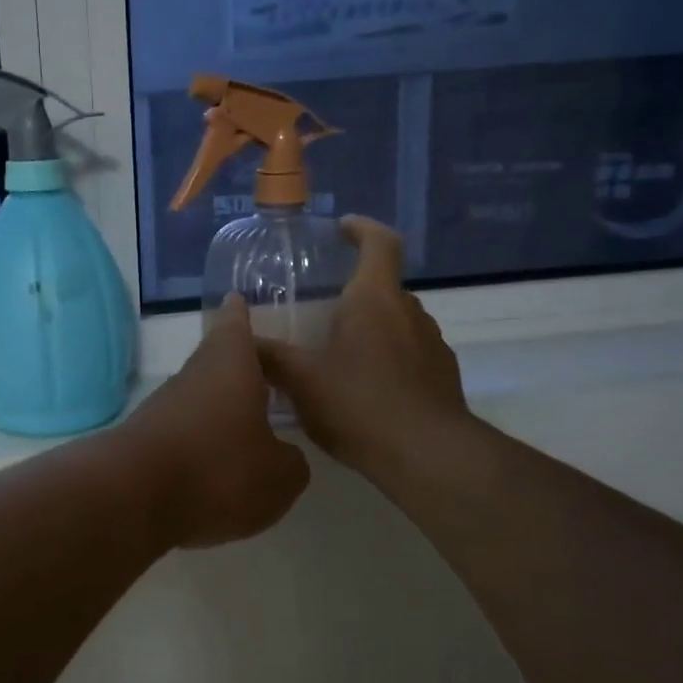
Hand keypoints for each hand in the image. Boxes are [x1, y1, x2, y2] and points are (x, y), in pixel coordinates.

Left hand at [122, 294, 311, 548]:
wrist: (130, 498)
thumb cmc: (218, 469)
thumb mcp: (278, 475)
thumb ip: (289, 462)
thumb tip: (282, 456)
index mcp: (230, 365)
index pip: (235, 327)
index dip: (239, 316)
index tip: (236, 300)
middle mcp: (192, 377)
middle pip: (214, 363)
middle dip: (236, 370)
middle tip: (260, 376)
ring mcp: (161, 409)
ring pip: (197, 400)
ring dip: (217, 412)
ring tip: (244, 430)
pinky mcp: (143, 443)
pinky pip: (180, 435)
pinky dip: (198, 445)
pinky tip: (212, 469)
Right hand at [258, 217, 474, 478]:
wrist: (427, 454)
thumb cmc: (358, 403)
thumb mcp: (301, 380)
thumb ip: (269, 356)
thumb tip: (240, 337)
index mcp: (374, 299)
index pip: (379, 243)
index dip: (362, 229)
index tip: (342, 228)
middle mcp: (409, 312)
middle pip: (384, 286)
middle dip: (355, 291)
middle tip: (322, 308)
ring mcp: (432, 344)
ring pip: (397, 322)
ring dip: (371, 327)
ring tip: (339, 354)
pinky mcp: (442, 376)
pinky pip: (409, 353)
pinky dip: (387, 358)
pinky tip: (364, 390)